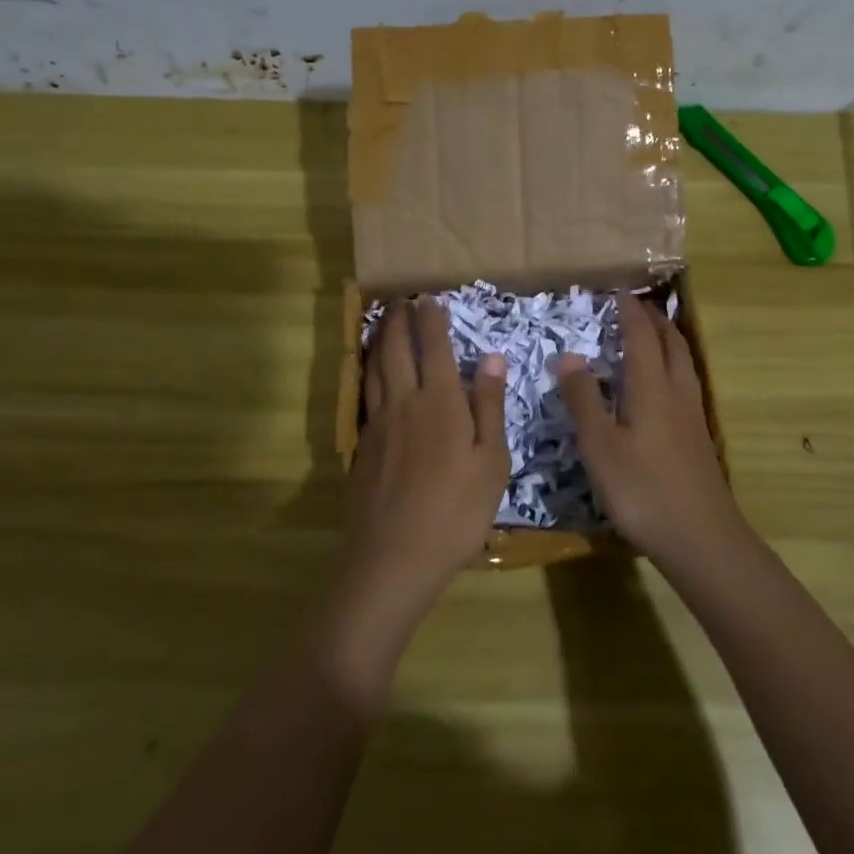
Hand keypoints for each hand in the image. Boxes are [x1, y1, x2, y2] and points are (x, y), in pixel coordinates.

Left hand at [337, 300, 509, 635]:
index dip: (432, 320)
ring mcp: (378, 423)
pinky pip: (364, 393)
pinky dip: (367, 371)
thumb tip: (492, 358)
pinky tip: (370, 376)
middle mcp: (404, 402)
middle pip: (396, 350)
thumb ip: (489, 406)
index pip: (434, 347)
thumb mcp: (491, 462)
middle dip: (399, 320)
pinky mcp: (361, 445)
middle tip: (401, 301)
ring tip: (382, 324)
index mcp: (440, 402)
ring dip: (379, 340)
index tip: (430, 298)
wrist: (393, 556)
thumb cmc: (456, 511)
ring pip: (374, 368)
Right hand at [556, 293, 744, 566]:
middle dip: (655, 319)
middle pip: (672, 343)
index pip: (642, 337)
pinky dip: (673, 366)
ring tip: (653, 335)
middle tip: (636, 306)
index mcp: (652, 388)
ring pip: (684, 363)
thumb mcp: (599, 445)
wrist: (701, 539)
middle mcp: (677, 393)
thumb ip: (584, 399)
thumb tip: (568, 356)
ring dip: (669, 340)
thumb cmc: (642, 490)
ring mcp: (693, 417)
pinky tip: (664, 387)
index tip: (617, 293)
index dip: (630, 312)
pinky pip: (686, 383)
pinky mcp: (698, 438)